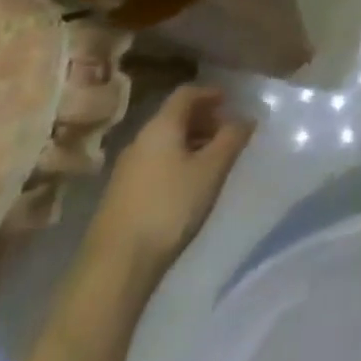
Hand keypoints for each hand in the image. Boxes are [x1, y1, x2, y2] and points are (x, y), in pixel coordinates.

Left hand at [91, 84, 253, 279]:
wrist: (114, 267)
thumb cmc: (169, 208)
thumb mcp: (210, 171)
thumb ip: (231, 139)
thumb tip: (246, 118)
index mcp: (161, 126)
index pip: (186, 93)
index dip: (209, 93)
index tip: (228, 101)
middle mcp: (140, 139)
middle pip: (174, 117)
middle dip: (201, 119)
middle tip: (224, 133)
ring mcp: (125, 169)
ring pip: (163, 142)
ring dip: (188, 142)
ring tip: (209, 161)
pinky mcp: (118, 196)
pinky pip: (153, 163)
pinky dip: (173, 162)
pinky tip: (184, 186)